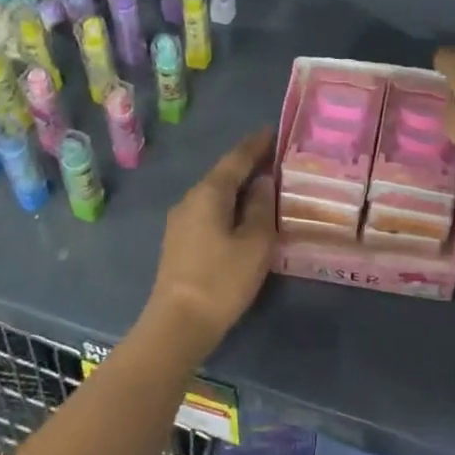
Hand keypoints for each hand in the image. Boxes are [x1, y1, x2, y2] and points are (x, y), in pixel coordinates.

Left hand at [143, 129, 276, 359]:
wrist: (178, 324)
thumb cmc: (222, 279)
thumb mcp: (255, 242)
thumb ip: (262, 207)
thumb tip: (262, 182)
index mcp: (209, 193)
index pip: (236, 158)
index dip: (256, 144)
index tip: (273, 130)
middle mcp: (190, 199)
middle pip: (223, 174)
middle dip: (248, 164)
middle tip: (276, 159)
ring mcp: (180, 221)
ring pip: (215, 194)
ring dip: (238, 187)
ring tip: (264, 185)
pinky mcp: (179, 241)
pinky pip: (208, 210)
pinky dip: (228, 205)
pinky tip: (243, 214)